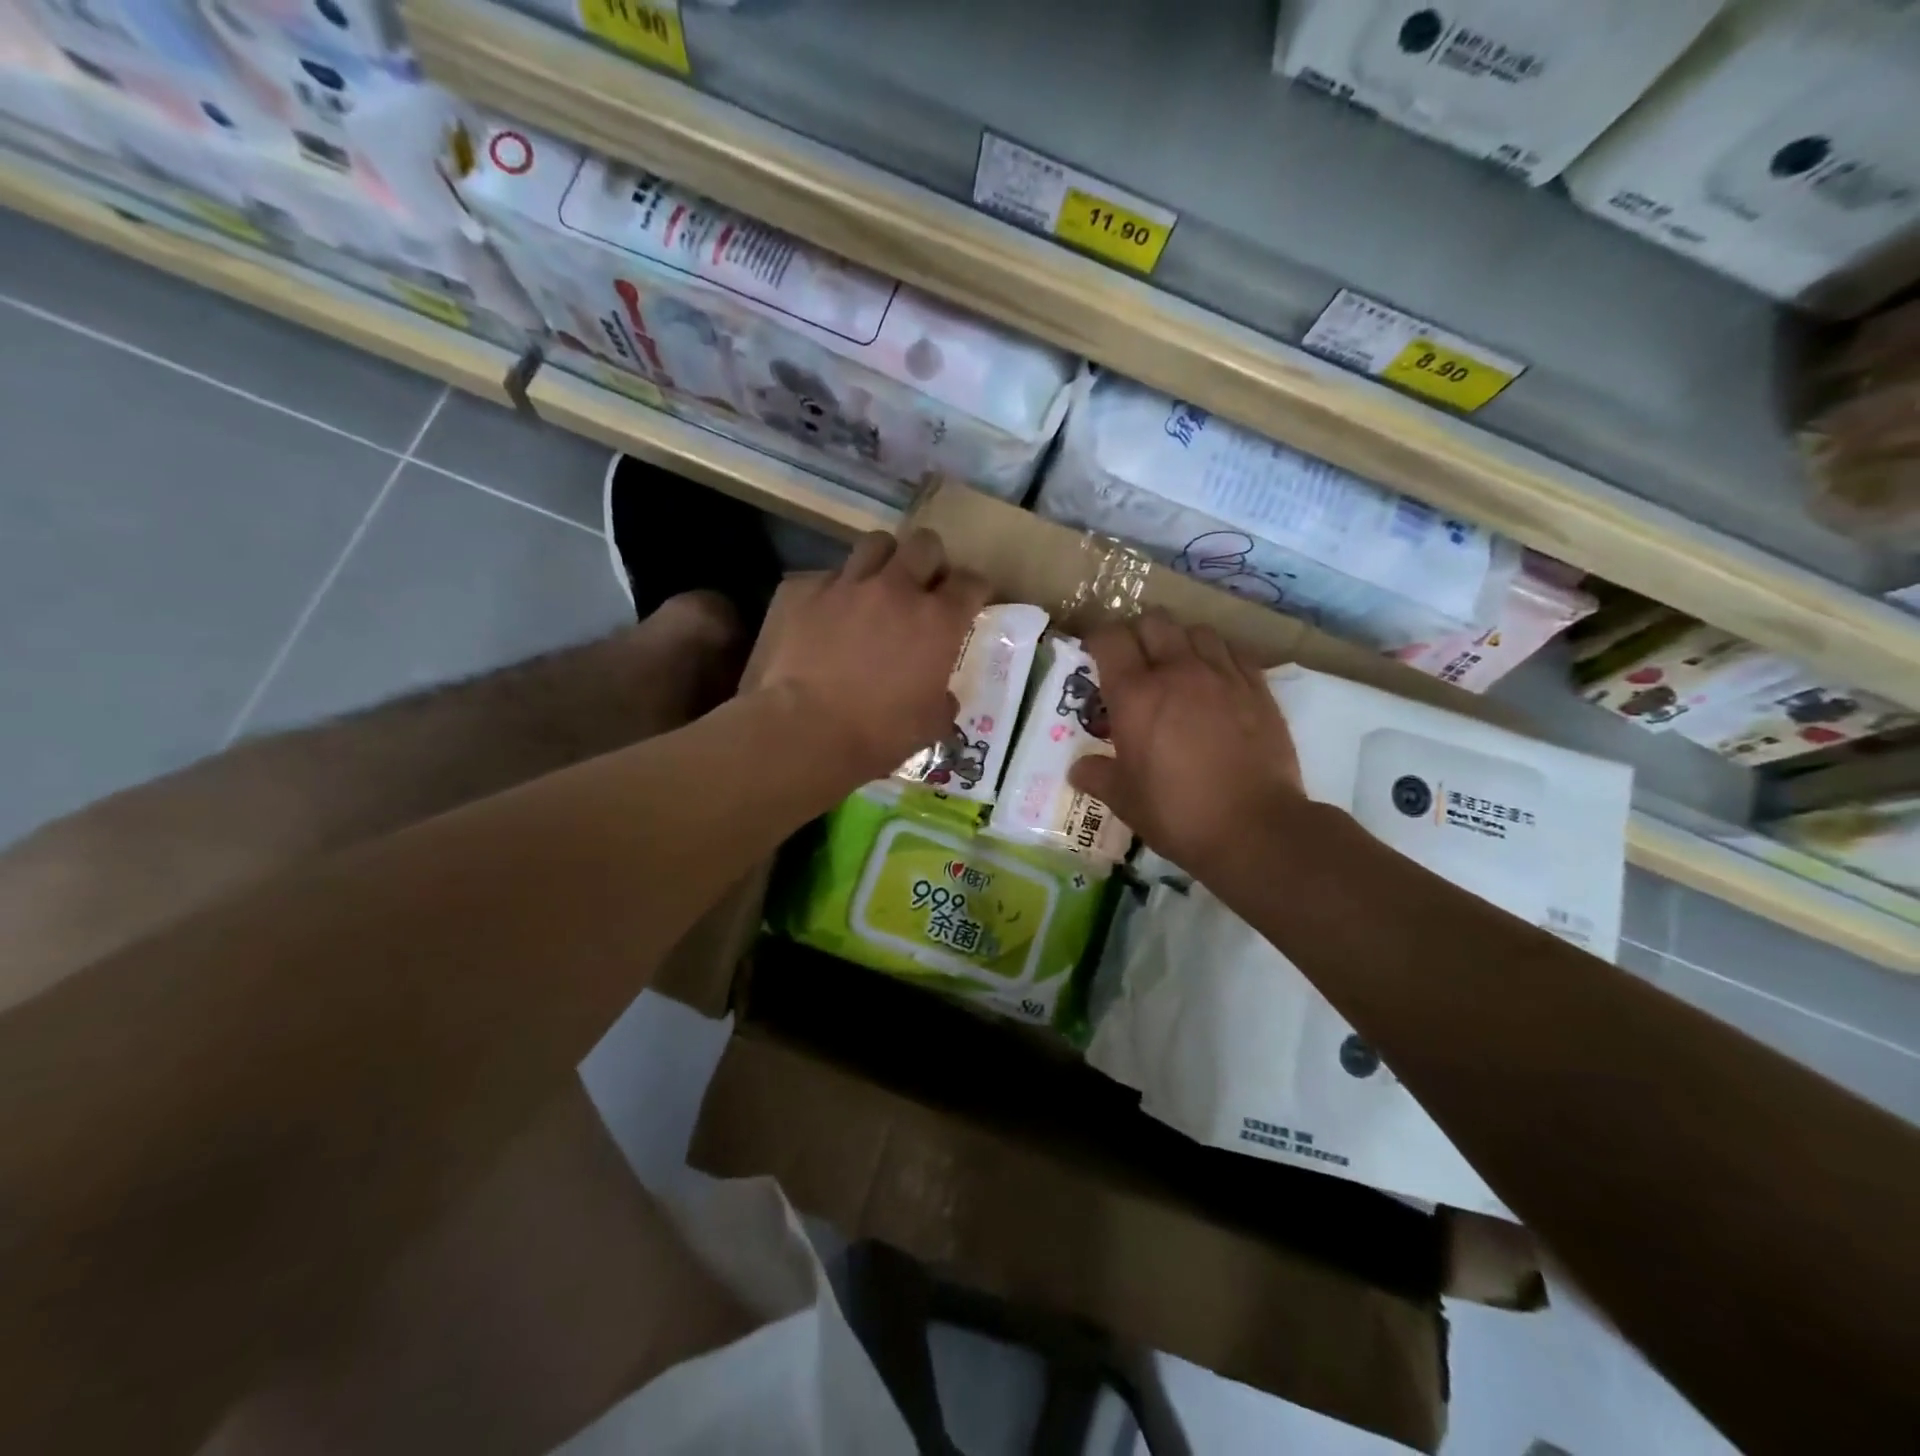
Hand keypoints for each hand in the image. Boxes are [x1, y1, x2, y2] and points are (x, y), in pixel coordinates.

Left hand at [758, 528, 990, 785]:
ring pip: (876, 544)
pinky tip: (829, 613)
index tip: (971, 601)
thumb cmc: (878, 734)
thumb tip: (943, 697)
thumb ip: (943, 700)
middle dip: (931, 561)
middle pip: (925, 545)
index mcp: (938, 620)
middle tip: (924, 586)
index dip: (974, 590)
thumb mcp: (930, 725)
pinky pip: (826, 575)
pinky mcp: (803, 590)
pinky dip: (835, 589)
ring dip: (884, 561)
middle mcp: (896, 589)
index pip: (971, 583)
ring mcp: (847, 584)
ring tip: (878, 586)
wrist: (804, 732)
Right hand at [1069, 609, 1303, 877]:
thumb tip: (1078, 768)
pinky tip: (1215, 680)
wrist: (1255, 828)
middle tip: (1134, 662)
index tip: (1094, 657)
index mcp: (1135, 695)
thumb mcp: (1124, 799)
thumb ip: (1097, 776)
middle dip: (1138, 634)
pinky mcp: (1257, 687)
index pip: (1109, 638)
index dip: (1097, 641)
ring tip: (1177, 667)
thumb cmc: (1177, 812)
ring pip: (1195, 630)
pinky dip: (1217, 656)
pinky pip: (1232, 651)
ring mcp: (1221, 675)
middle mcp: (1177, 671)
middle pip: (1153, 621)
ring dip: (1180, 640)